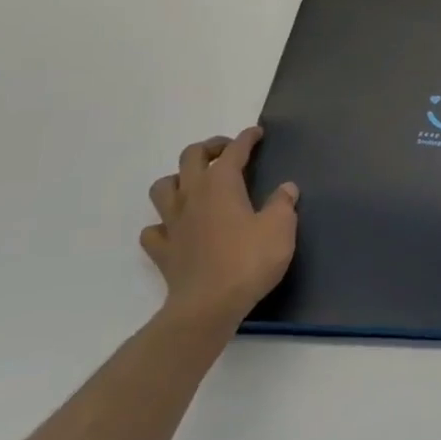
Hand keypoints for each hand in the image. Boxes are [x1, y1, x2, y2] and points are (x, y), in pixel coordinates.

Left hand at [143, 128, 297, 331]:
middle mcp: (192, 196)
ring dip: (179, 179)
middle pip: (190, 158)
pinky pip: (154, 229)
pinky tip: (176, 228)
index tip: (257, 133)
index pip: (233, 151)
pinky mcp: (163, 251)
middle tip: (227, 151)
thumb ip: (283, 204)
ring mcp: (172, 223)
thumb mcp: (281, 228)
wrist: (209, 306)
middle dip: (210, 148)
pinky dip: (163, 223)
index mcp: (221, 185)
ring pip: (164, 187)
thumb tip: (286, 188)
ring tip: (195, 184)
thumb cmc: (249, 260)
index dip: (246, 139)